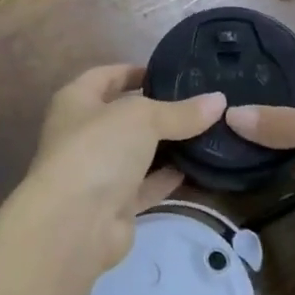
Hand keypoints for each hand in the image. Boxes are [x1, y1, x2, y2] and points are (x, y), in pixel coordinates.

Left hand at [23, 65, 224, 282]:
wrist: (75, 223)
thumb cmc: (98, 149)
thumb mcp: (143, 118)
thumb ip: (180, 112)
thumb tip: (219, 100)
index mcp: (76, 101)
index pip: (106, 76)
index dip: (135, 71)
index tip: (169, 71)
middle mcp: (83, 133)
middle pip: (125, 116)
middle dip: (158, 110)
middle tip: (199, 102)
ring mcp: (98, 171)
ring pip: (137, 152)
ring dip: (167, 145)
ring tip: (207, 131)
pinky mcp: (114, 205)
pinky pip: (145, 185)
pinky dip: (167, 177)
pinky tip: (197, 167)